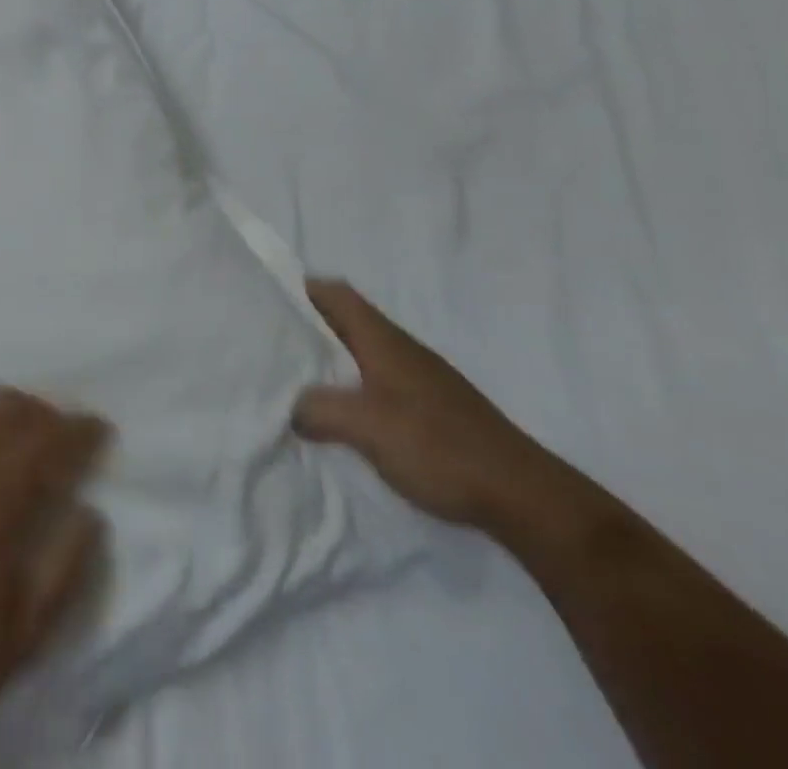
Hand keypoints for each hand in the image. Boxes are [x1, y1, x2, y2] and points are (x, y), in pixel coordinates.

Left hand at [0, 387, 111, 748]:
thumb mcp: (24, 634)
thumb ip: (65, 567)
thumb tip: (90, 513)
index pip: (45, 446)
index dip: (78, 431)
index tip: (100, 427)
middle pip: (10, 411)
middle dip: (48, 413)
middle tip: (68, 431)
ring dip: (14, 412)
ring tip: (33, 434)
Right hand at [293, 279, 569, 536]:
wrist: (523, 496)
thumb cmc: (438, 447)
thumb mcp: (365, 426)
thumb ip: (318, 409)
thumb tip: (292, 408)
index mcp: (382, 339)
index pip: (334, 292)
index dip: (299, 290)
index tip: (265, 303)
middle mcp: (400, 348)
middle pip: (344, 320)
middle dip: (307, 328)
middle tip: (270, 346)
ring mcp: (420, 378)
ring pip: (360, 353)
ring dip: (329, 361)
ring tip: (295, 382)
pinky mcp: (432, 408)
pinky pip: (378, 382)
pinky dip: (352, 388)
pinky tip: (342, 419)